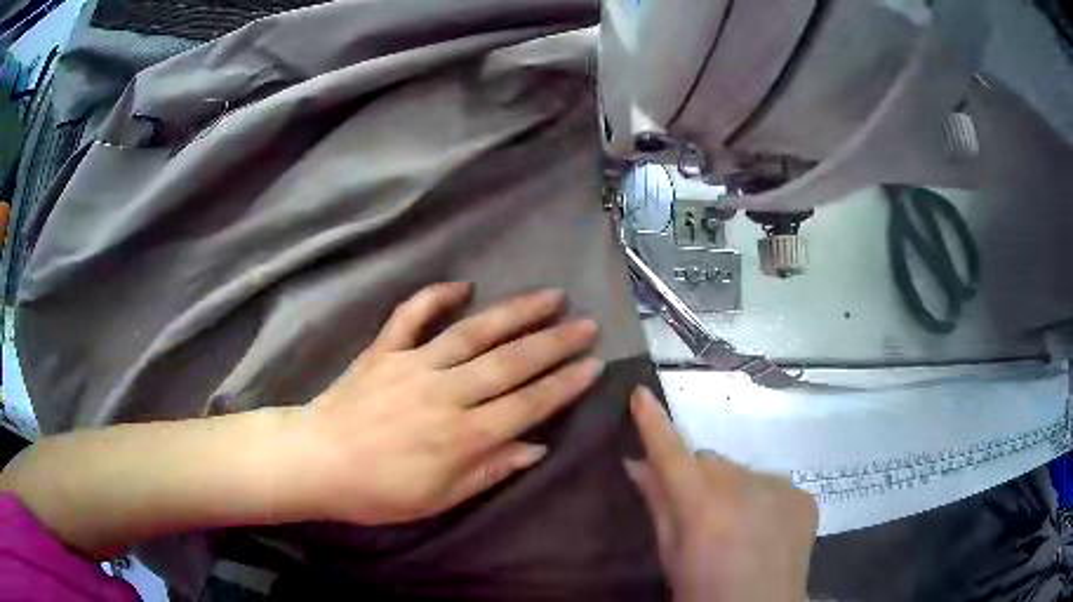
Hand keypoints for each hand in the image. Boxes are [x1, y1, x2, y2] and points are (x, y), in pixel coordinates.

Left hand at [295, 282, 602, 524]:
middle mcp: (444, 393)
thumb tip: (536, 447)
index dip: (563, 385)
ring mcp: (413, 365)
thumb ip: (489, 471)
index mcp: (461, 436)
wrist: (316, 462)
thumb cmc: (379, 491)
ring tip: (548, 296)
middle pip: (509, 363)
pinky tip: (462, 285)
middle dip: (554, 342)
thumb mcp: (439, 498)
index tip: (593, 364)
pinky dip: (436, 296)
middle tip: (586, 324)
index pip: (526, 405)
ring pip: (473, 333)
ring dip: (514, 313)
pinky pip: (411, 315)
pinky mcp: (384, 350)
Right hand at [625, 387, 817, 601]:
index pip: (672, 454)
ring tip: (733, 525)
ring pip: (740, 471)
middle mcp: (745, 486)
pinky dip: (760, 498)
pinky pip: (771, 484)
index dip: (654, 424)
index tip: (640, 393)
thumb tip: (636, 464)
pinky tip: (762, 528)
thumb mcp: (672, 556)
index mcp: (704, 507)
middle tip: (695, 512)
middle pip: (709, 461)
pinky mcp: (803, 495)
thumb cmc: (704, 592)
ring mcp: (781, 487)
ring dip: (730, 487)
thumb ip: (659, 505)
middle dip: (697, 477)